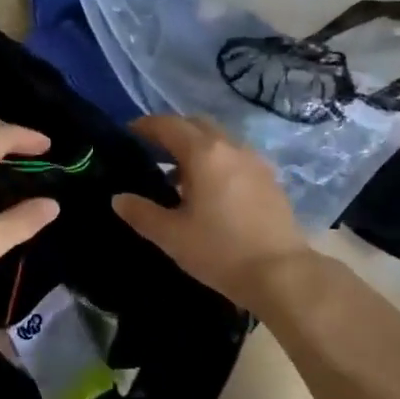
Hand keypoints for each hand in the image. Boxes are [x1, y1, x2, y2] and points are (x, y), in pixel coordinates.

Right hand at [112, 115, 310, 310]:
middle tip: (152, 151)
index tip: (128, 133)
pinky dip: (216, 162)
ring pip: (220, 141)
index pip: (168, 125)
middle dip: (173, 131)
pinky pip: (236, 158)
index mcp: (204, 153)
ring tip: (178, 175)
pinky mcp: (270, 179)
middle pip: (197, 125)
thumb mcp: (171, 235)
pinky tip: (209, 190)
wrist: (280, 273)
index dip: (145, 126)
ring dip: (196, 147)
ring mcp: (255, 162)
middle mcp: (232, 147)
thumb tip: (118, 198)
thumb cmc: (220, 251)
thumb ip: (141, 213)